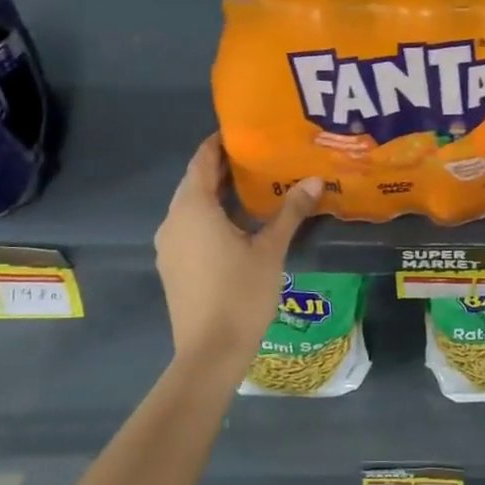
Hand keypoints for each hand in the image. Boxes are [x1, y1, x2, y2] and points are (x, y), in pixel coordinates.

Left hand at [155, 135, 320, 364]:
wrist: (210, 352)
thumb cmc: (240, 294)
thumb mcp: (271, 250)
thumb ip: (290, 212)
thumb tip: (315, 181)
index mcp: (193, 208)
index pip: (202, 161)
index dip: (220, 143)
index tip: (245, 132)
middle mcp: (173, 220)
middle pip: (196, 182)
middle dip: (223, 168)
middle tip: (259, 157)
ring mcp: (169, 245)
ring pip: (192, 206)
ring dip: (218, 193)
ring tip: (254, 186)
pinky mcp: (173, 265)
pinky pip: (190, 227)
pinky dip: (211, 216)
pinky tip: (239, 224)